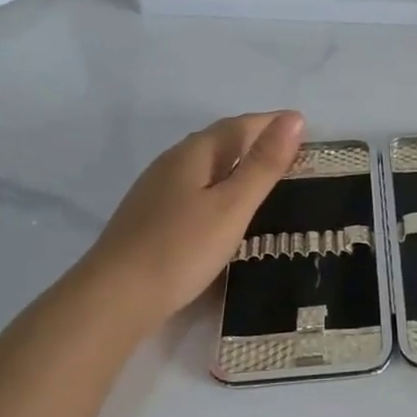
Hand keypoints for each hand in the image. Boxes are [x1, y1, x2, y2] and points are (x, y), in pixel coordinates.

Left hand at [81, 111, 305, 327]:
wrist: (114, 298)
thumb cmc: (181, 249)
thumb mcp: (232, 206)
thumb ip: (263, 164)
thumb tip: (294, 118)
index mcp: (194, 154)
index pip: (239, 125)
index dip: (271, 123)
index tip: (303, 125)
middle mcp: (171, 163)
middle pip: (219, 140)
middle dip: (254, 138)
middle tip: (289, 150)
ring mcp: (155, 190)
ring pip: (203, 165)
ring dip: (235, 162)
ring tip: (263, 176)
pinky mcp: (149, 217)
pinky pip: (193, 187)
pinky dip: (218, 186)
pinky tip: (223, 207)